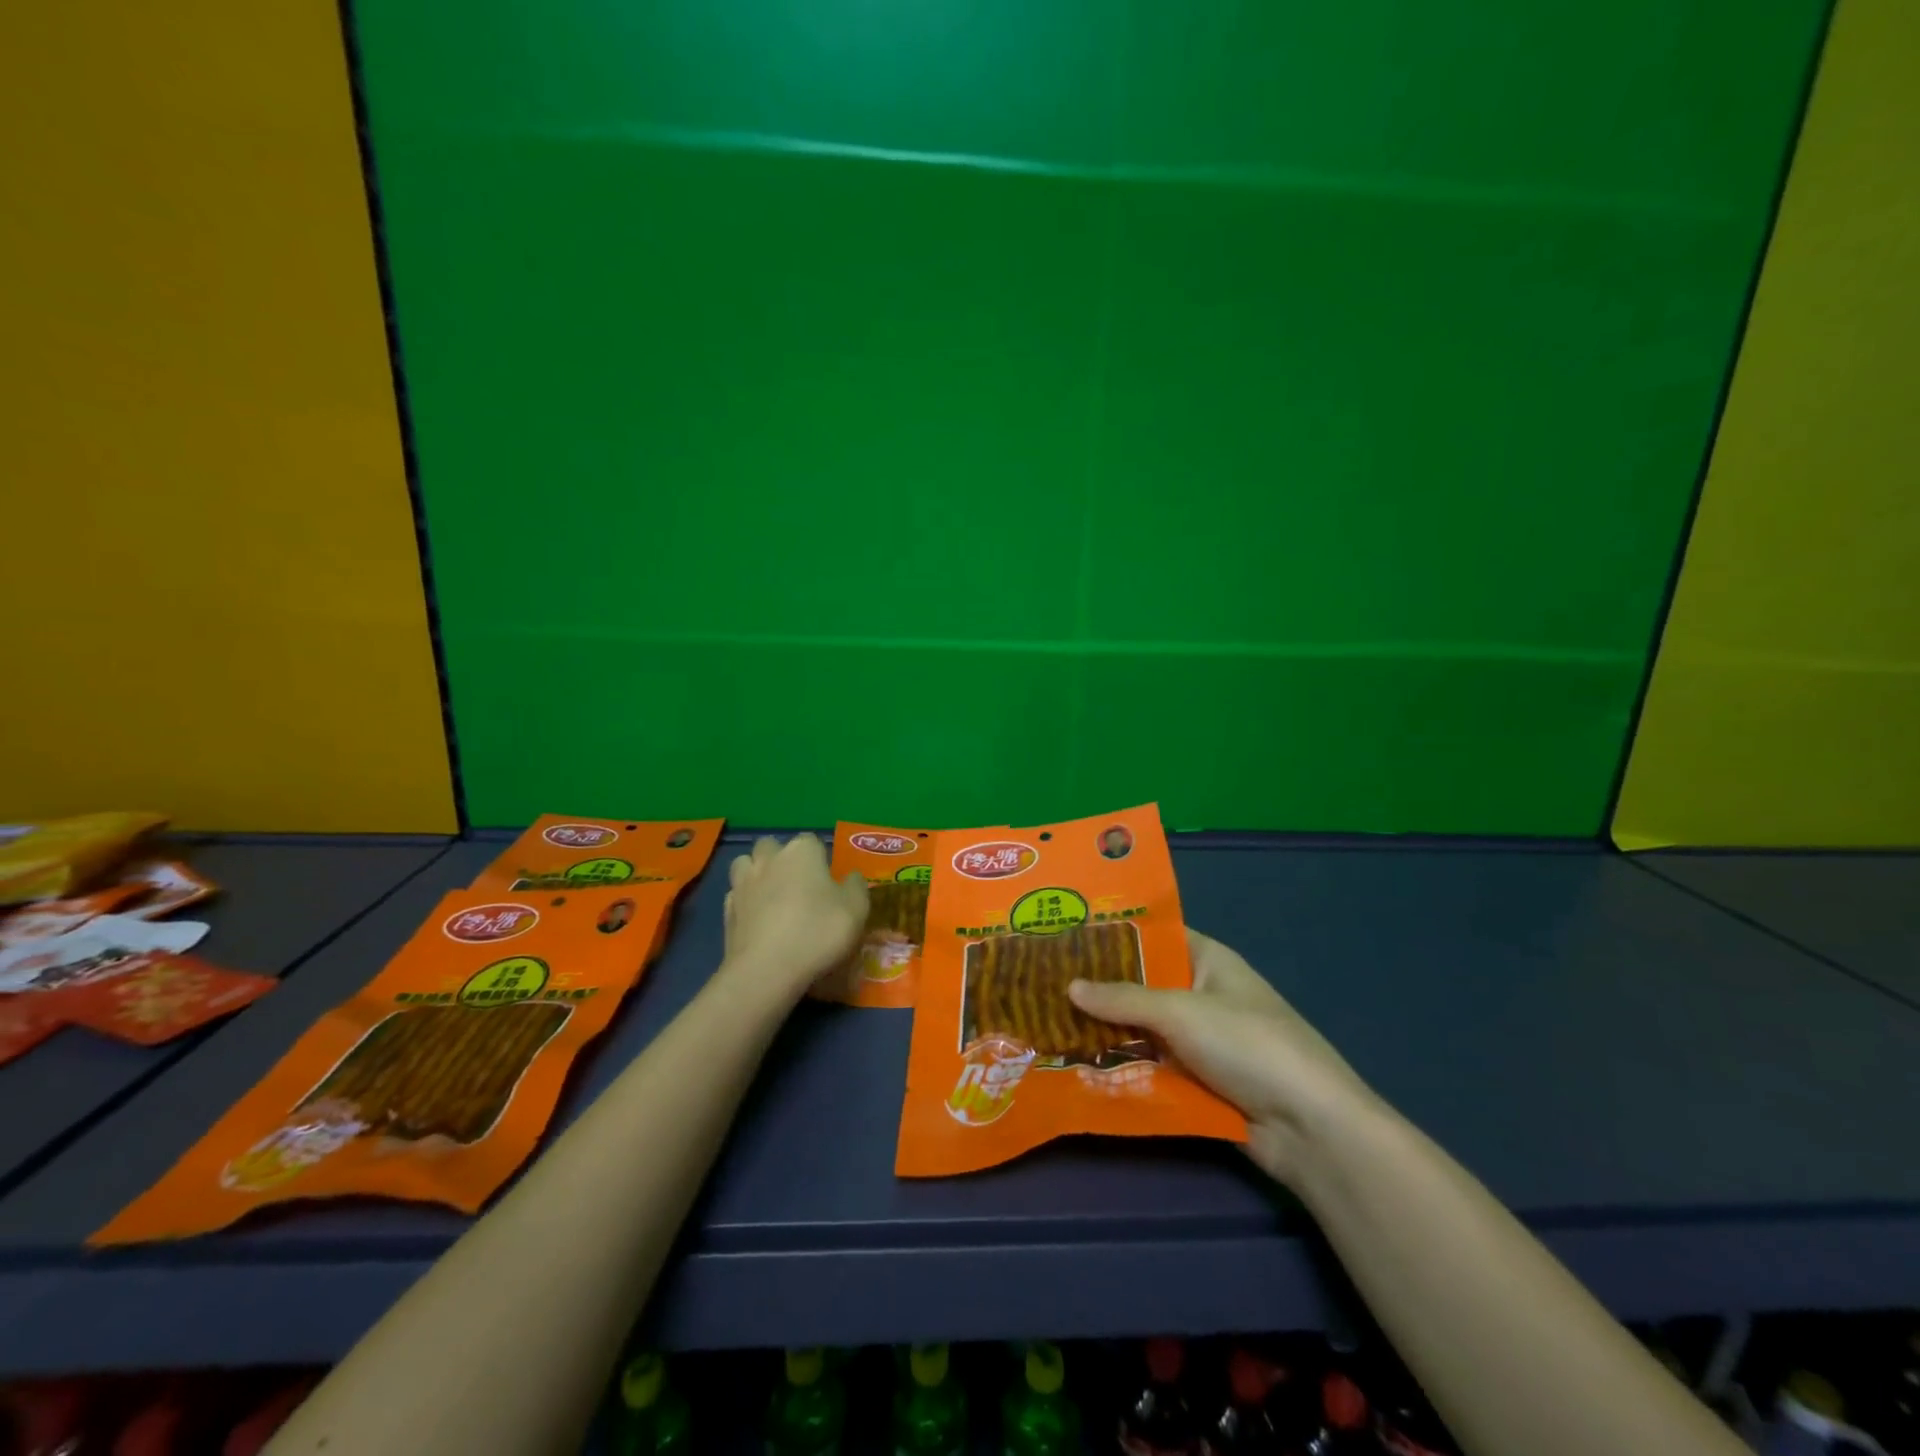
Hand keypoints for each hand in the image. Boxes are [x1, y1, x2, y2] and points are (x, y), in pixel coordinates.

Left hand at [722, 835, 868, 1002]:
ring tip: (771, 896)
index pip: (811, 840)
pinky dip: (745, 902)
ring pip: (745, 865)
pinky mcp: (726, 911)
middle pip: (772, 845)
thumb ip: (856, 886)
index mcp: (802, 852)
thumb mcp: (856, 909)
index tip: (827, 879)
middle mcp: (769, 859)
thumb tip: (852, 877)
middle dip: (781, 858)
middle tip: (797, 884)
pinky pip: (736, 895)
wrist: (767, 970)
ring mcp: (743, 884)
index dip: (819, 857)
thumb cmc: (818, 932)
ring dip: (756, 873)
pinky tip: (757, 919)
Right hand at [1069, 929, 1374, 1184]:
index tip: (1065, 935)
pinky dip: (1124, 1066)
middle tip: (1044, 983)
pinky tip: (1079, 1065)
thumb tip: (1069, 986)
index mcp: (1208, 960)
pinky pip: (1152, 1066)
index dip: (1113, 935)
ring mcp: (1201, 1041)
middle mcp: (1202, 994)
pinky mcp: (1198, 1081)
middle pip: (1143, 985)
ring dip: (1107, 1032)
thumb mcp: (1181, 1011)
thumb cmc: (1247, 1045)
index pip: (1154, 936)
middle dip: (1100, 988)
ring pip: (1143, 1029)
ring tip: (1049, 1024)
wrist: (1310, 1127)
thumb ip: (1123, 998)